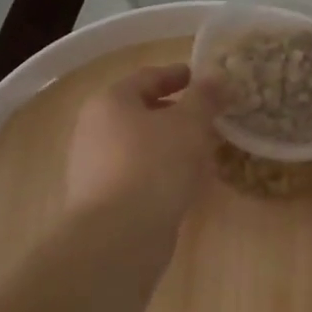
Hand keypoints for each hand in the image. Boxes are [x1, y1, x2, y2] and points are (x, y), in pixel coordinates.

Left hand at [67, 63, 218, 229]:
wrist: (118, 236)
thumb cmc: (153, 166)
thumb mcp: (188, 124)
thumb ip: (204, 98)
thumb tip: (217, 76)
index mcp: (110, 101)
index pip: (147, 77)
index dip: (176, 75)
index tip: (201, 78)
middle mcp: (95, 129)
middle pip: (140, 112)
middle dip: (175, 112)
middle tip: (208, 117)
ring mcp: (95, 166)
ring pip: (140, 145)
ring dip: (170, 144)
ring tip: (203, 150)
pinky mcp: (104, 199)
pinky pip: (138, 174)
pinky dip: (162, 171)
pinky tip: (185, 182)